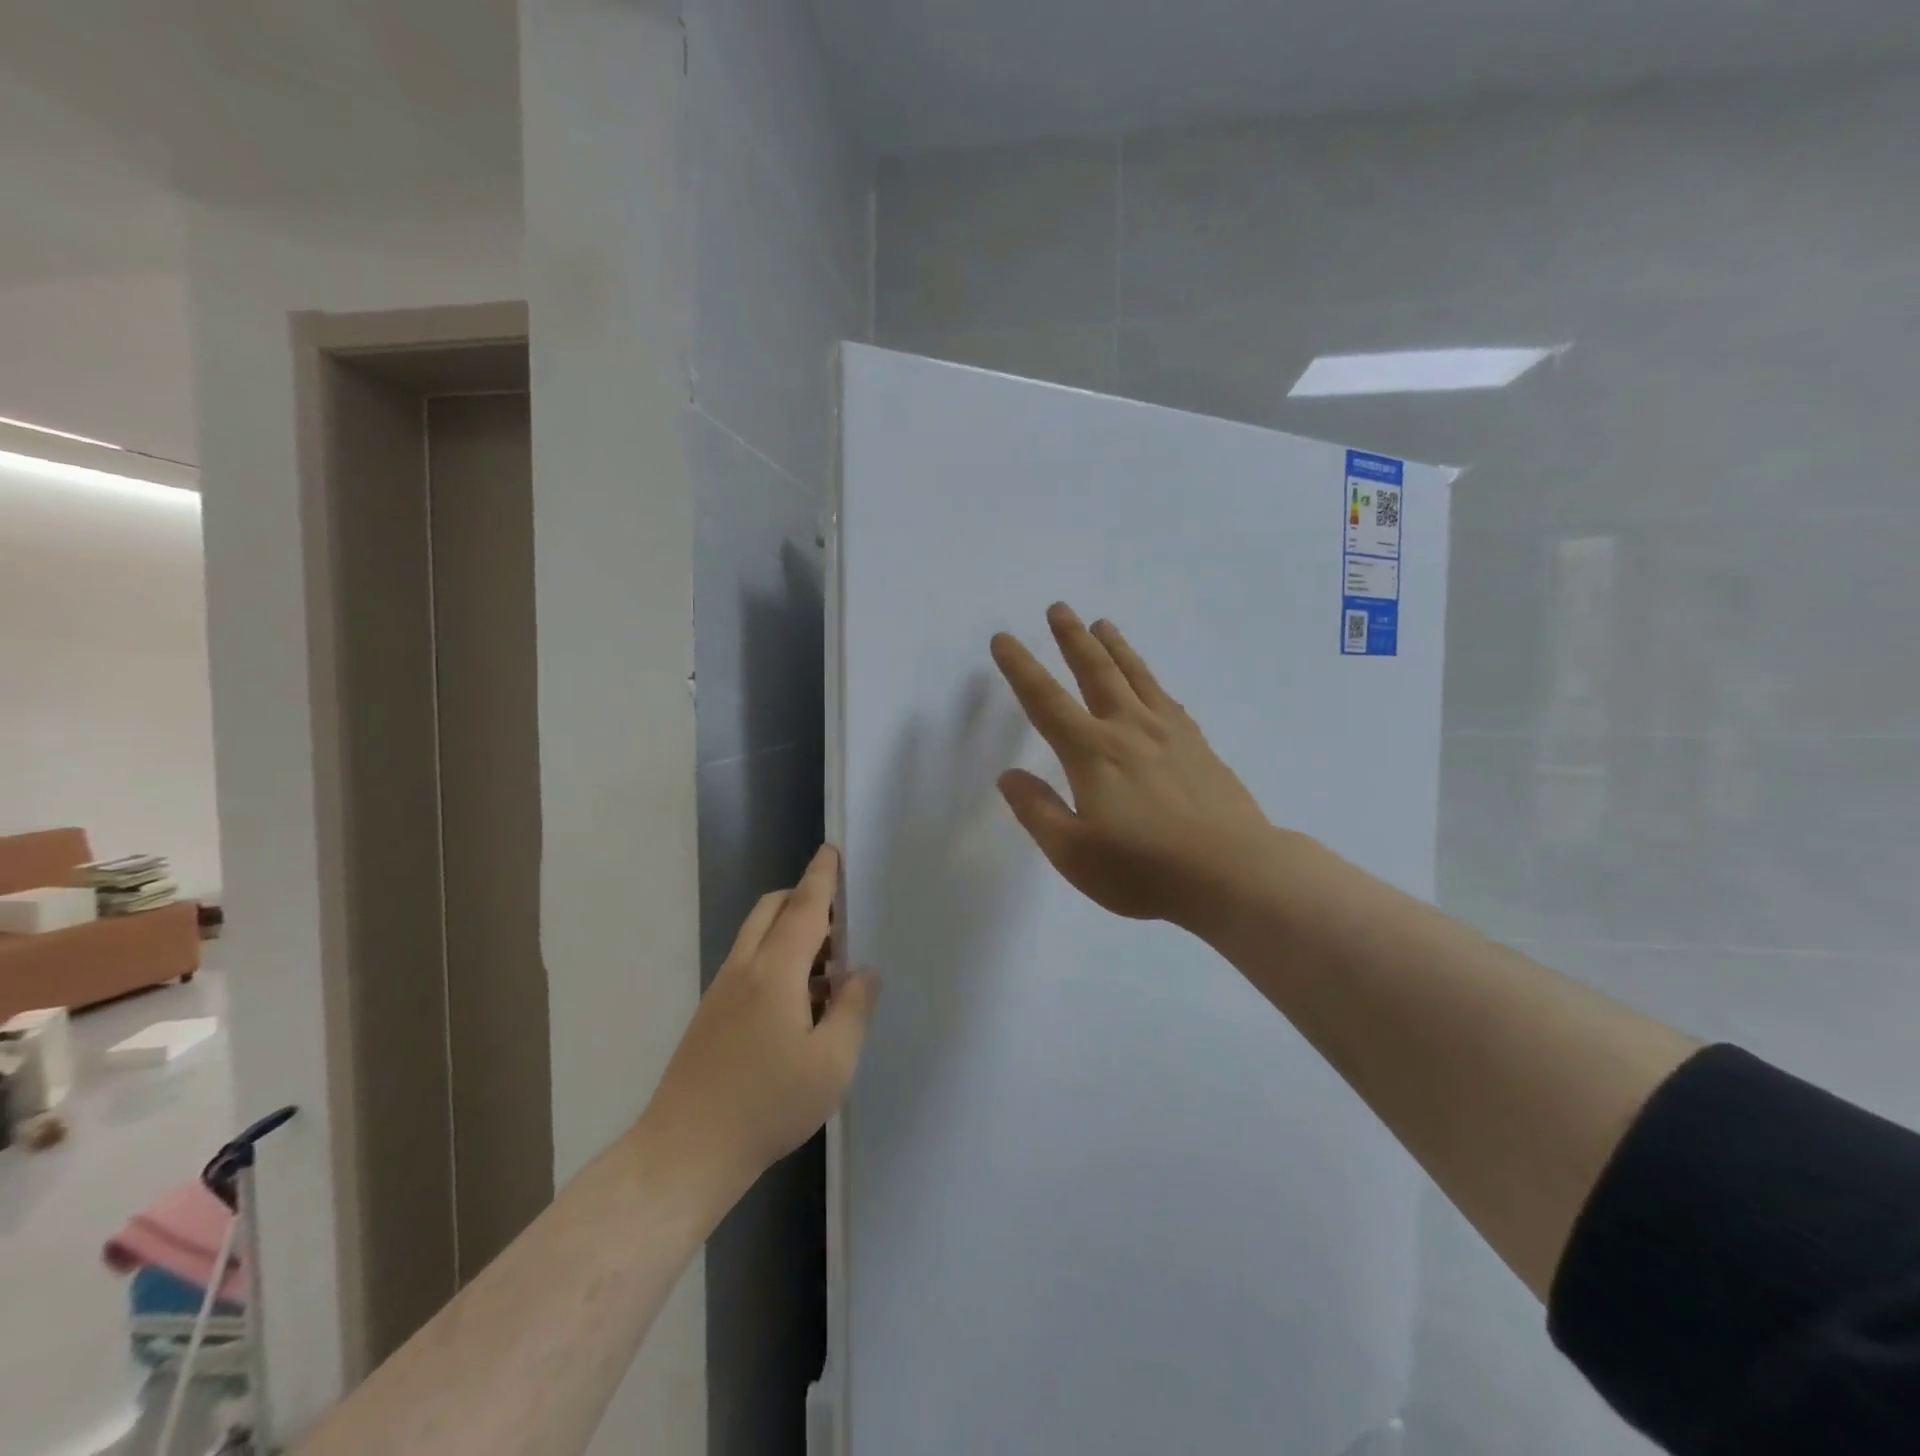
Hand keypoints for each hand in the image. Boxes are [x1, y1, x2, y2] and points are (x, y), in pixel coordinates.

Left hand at [639, 846, 878, 1195]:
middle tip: (840, 921)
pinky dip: (775, 958)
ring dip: (790, 931)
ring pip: (757, 936)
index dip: (821, 877)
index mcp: (775, 972)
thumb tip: (864, 971)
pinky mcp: (711, 1013)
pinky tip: (799, 1004)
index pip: (804, 907)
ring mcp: (721, 990)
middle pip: (772, 910)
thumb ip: (853, 1009)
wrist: (685, 1152)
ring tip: (828, 969)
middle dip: (804, 898)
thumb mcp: (831, 1064)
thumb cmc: (767, 1106)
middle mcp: (744, 969)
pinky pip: (748, 963)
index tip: (831, 850)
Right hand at [990, 603, 1277, 929]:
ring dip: (1115, 647)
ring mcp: (1170, 734)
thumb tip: (1009, 776)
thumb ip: (1037, 810)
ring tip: (1103, 623)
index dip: (1021, 668)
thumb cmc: (1145, 869)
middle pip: (1096, 672)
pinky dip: (1152, 681)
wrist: (1234, 873)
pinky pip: (1168, 699)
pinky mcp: (1200, 747)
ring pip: (1136, 676)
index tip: (1004, 639)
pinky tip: (1152, 683)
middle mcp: (1129, 730)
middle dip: (1072, 639)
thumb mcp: (1073, 853)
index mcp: (1092, 753)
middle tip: (1059, 608)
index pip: (1046, 701)